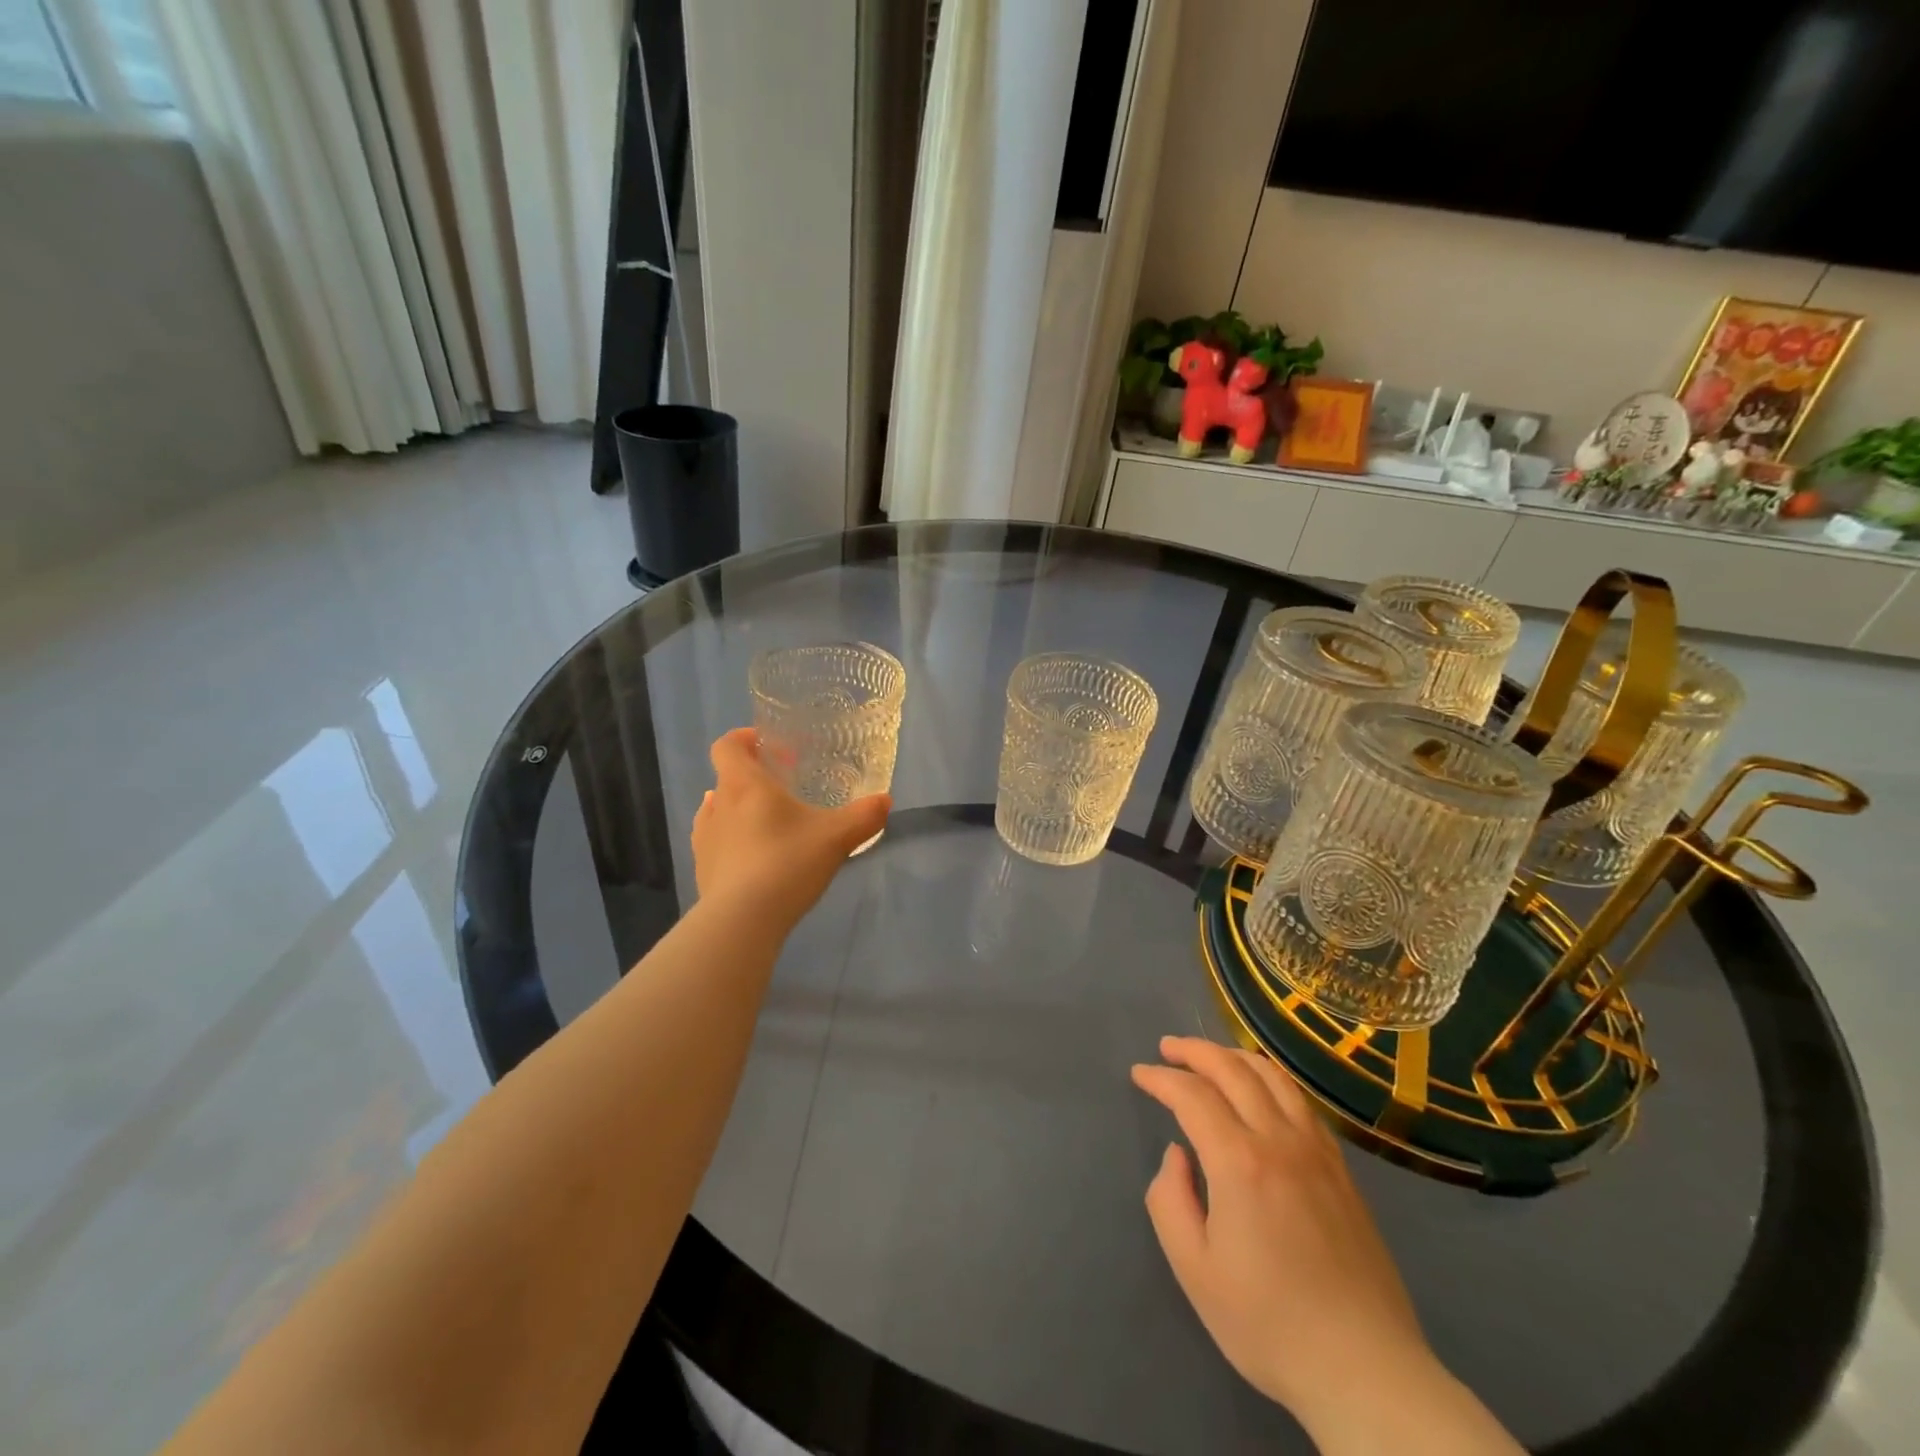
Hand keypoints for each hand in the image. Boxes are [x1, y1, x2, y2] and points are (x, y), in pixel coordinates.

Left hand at [691, 728, 889, 930]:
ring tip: (767, 823)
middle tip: (784, 789)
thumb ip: (864, 816)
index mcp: (744, 785)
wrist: (742, 921)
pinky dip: (731, 840)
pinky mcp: (702, 869)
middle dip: (753, 778)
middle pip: (726, 777)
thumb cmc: (786, 863)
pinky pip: (714, 842)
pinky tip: (753, 857)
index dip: (744, 739)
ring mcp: (704, 839)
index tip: (770, 747)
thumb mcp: (836, 837)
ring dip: (738, 809)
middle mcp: (717, 805)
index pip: (727, 746)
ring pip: (717, 810)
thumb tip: (885, 801)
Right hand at [1131, 1036, 1433, 1426]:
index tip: (1140, 1074)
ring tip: (1210, 1057)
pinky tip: (1262, 1090)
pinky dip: (1272, 1079)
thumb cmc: (1270, 1324)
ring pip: (1273, 1076)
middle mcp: (1279, 1140)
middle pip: (1232, 1069)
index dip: (1161, 1078)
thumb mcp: (1195, 1270)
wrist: (1366, 1370)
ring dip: (1234, 1056)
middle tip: (1167, 1048)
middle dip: (1194, 1051)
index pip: (1192, 1095)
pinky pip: (1301, 1102)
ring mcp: (1317, 1151)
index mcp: (1239, 1162)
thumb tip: (1177, 1155)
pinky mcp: (1341, 1169)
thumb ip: (1170, 1200)